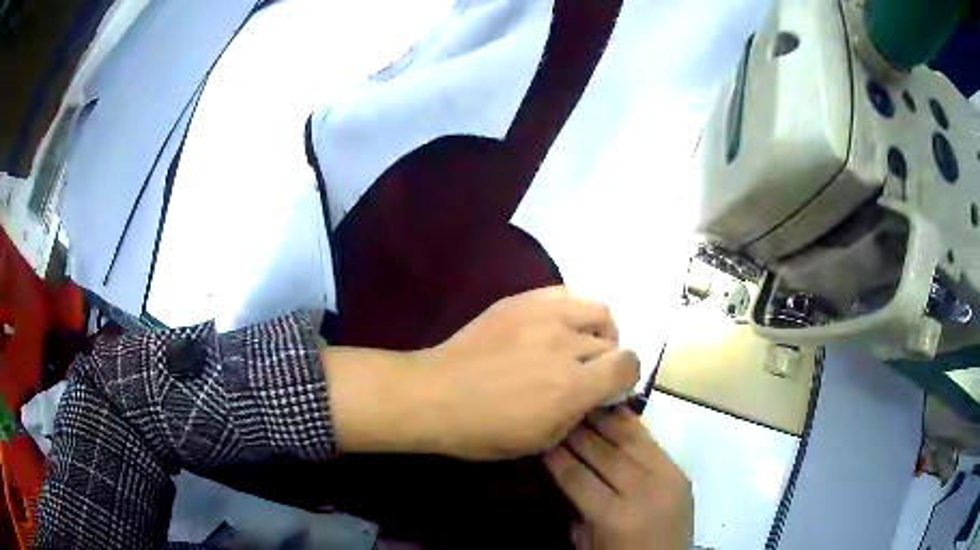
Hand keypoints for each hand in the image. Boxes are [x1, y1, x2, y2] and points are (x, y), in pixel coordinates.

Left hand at [325, 287, 639, 459]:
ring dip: (599, 329)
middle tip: (588, 372)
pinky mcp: (522, 301)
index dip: (626, 377)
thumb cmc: (484, 430)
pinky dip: (574, 310)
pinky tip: (558, 325)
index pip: (628, 366)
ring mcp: (544, 315)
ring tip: (580, 343)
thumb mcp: (541, 440)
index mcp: (573, 386)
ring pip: (598, 309)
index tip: (611, 387)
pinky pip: (566, 292)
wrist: (435, 395)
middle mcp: (566, 344)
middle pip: (613, 341)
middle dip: (608, 360)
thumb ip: (579, 412)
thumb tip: (596, 393)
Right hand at [544, 407, 692, 549]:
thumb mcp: (589, 546)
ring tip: (585, 403)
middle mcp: (643, 492)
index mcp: (615, 517)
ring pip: (631, 440)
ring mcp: (666, 479)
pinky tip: (616, 412)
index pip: (578, 478)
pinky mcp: (680, 473)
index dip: (557, 458)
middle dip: (578, 433)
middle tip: (560, 413)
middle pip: (604, 454)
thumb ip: (576, 514)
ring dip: (605, 420)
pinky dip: (632, 426)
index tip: (541, 438)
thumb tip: (564, 478)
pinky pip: (652, 443)